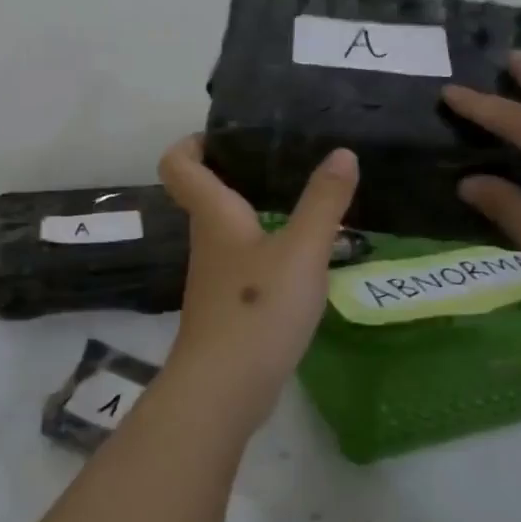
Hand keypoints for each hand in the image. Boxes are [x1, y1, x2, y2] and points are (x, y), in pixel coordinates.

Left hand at [157, 135, 357, 429]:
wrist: (224, 387)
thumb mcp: (302, 251)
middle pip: (206, 192)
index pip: (179, 163)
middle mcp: (207, 239)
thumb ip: (324, 201)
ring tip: (303, 198)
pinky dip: (266, 246)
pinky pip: (243, 260)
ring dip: (256, 209)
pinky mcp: (228, 304)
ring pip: (228, 227)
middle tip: (284, 159)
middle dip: (237, 170)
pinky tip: (302, 254)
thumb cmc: (258, 308)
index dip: (193, 141)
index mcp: (214, 215)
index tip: (229, 133)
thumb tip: (341, 153)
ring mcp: (214, 275)